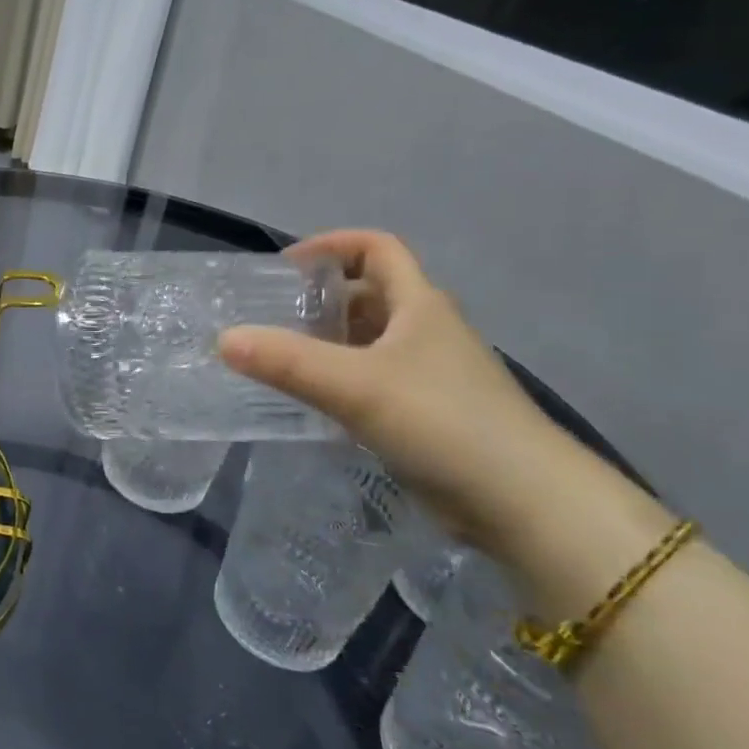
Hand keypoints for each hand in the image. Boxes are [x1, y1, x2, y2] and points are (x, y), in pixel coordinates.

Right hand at [218, 230, 609, 552]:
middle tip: (270, 318)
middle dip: (321, 299)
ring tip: (280, 359)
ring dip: (328, 342)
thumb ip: (287, 361)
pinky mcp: (429, 414)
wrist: (525, 503)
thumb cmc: (443, 422)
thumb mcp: (356, 385)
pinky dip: (341, 381)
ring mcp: (432, 375)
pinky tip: (313, 404)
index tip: (285, 268)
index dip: (331, 245)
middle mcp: (427, 330)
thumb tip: (223, 339)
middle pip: (370, 294)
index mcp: (419, 304)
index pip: (377, 247)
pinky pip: (374, 381)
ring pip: (370, 341)